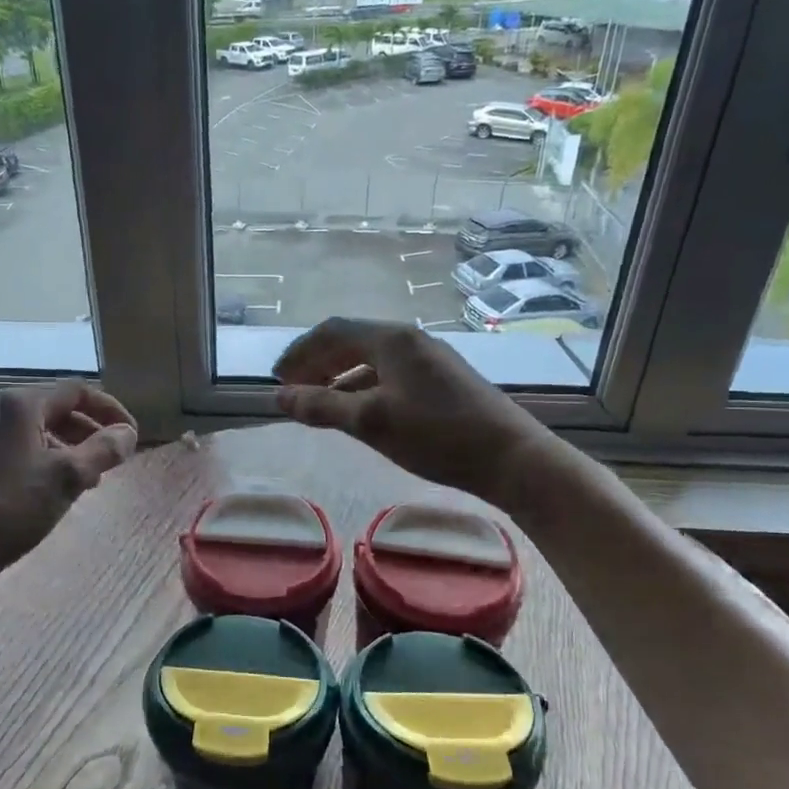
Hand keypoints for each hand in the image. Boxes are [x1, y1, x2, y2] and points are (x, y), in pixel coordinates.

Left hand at [0, 381, 136, 579]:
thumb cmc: (11, 507)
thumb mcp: (68, 478)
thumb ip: (104, 450)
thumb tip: (128, 433)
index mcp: (20, 404)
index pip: (78, 392)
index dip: (111, 411)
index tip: (131, 437)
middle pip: (57, 410)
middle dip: (90, 433)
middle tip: (112, 462)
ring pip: (38, 432)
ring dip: (70, 449)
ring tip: (88, 481)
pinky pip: (19, 448)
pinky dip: (45, 460)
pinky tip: (53, 491)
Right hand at [272, 318, 545, 502]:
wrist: (512, 457)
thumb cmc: (437, 435)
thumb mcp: (371, 422)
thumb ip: (322, 407)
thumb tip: (279, 397)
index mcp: (391, 339)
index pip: (332, 331)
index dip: (299, 352)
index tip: (277, 378)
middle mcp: (410, 340)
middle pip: (351, 341)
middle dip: (317, 363)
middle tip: (292, 390)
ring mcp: (430, 359)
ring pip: (371, 360)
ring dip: (339, 377)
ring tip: (319, 403)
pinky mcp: (443, 380)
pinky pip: (390, 374)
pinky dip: (364, 388)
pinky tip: (359, 411)